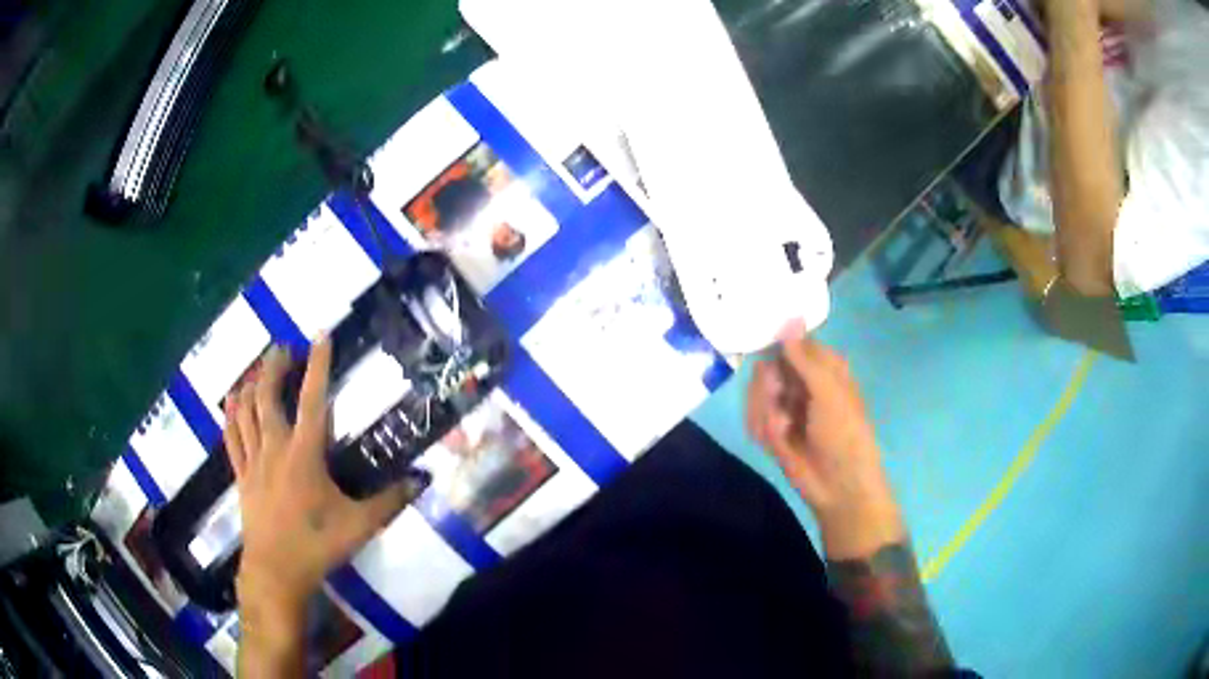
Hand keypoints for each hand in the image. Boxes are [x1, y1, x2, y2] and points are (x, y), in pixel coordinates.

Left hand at [224, 339, 420, 627]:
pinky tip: (231, 400)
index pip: (312, 399)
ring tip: (257, 368)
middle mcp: (275, 447)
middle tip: (282, 347)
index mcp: (305, 454)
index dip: (318, 364)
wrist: (276, 571)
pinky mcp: (242, 476)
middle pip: (268, 396)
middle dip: (274, 367)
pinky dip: (231, 414)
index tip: (320, 335)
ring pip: (246, 411)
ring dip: (251, 384)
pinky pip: (232, 437)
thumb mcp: (360, 525)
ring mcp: (254, 461)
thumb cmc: (317, 545)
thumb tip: (422, 481)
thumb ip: (390, 501)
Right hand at [746, 337, 903, 559]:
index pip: (791, 341)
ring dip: (765, 410)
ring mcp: (785, 407)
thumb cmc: (844, 432)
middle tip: (778, 396)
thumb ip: (804, 356)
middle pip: (767, 366)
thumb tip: (789, 317)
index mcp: (823, 367)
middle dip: (767, 384)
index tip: (757, 338)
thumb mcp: (828, 390)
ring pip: (756, 392)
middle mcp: (802, 382)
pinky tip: (778, 441)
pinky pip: (753, 417)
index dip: (774, 341)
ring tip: (782, 428)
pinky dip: (762, 428)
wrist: (837, 484)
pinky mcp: (771, 430)